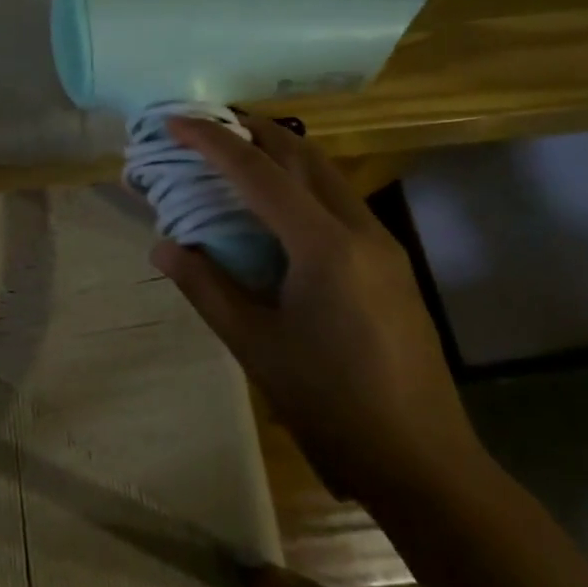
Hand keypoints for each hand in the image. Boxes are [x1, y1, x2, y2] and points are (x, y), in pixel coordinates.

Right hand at [150, 115, 484, 505]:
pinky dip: (299, 184)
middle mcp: (360, 230)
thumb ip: (205, 287)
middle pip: (302, 154)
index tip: (173, 121)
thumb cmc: (331, 405)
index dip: (211, 141)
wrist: (424, 465)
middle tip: (205, 125)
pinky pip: (338, 202)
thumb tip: (162, 246)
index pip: (257, 173)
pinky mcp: (391, 266)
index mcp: (324, 246)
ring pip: (326, 174)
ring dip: (279, 154)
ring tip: (233, 155)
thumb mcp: (254, 345)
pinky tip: (274, 209)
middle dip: (251, 130)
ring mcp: (383, 246)